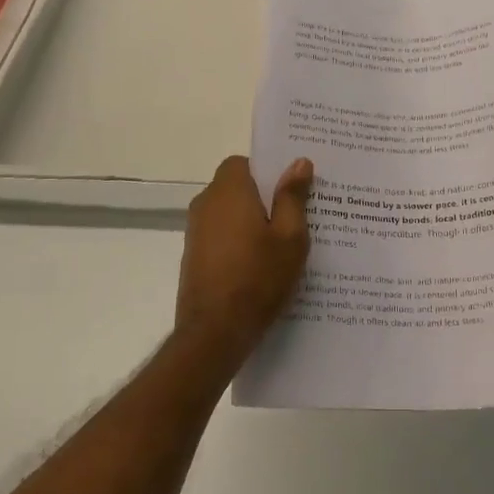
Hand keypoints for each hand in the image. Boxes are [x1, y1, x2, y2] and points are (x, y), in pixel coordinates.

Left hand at [176, 155, 312, 364]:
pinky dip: (238, 241)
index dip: (266, 171)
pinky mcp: (194, 256)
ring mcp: (195, 231)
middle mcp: (206, 203)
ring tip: (282, 243)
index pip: (243, 162)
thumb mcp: (290, 237)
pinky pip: (221, 235)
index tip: (290, 188)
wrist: (215, 331)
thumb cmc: (258, 278)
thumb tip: (299, 162)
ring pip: (228, 213)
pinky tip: (261, 264)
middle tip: (296, 215)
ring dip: (251, 220)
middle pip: (236, 187)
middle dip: (263, 196)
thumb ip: (293, 197)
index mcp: (229, 191)